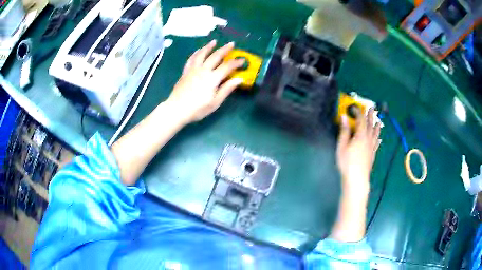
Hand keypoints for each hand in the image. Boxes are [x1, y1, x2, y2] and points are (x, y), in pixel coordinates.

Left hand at [166, 40, 244, 123]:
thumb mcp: (215, 102)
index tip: (243, 60)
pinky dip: (196, 53)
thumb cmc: (197, 109)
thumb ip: (227, 89)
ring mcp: (193, 69)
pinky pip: (191, 59)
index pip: (227, 67)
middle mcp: (203, 70)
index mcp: (212, 78)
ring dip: (209, 47)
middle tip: (231, 44)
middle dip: (225, 49)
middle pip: (215, 56)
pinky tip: (198, 51)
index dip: (236, 63)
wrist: (176, 109)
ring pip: (202, 54)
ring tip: (214, 42)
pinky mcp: (185, 72)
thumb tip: (239, 79)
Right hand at [336, 108, 380, 196]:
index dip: (358, 112)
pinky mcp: (372, 155)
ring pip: (375, 134)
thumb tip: (344, 117)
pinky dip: (377, 140)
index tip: (355, 106)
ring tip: (378, 120)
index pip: (360, 120)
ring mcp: (371, 148)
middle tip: (372, 107)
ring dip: (376, 126)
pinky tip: (379, 139)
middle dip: (370, 115)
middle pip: (370, 125)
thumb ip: (344, 131)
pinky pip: (376, 145)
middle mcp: (368, 140)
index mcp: (360, 136)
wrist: (357, 179)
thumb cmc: (347, 163)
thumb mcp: (342, 146)